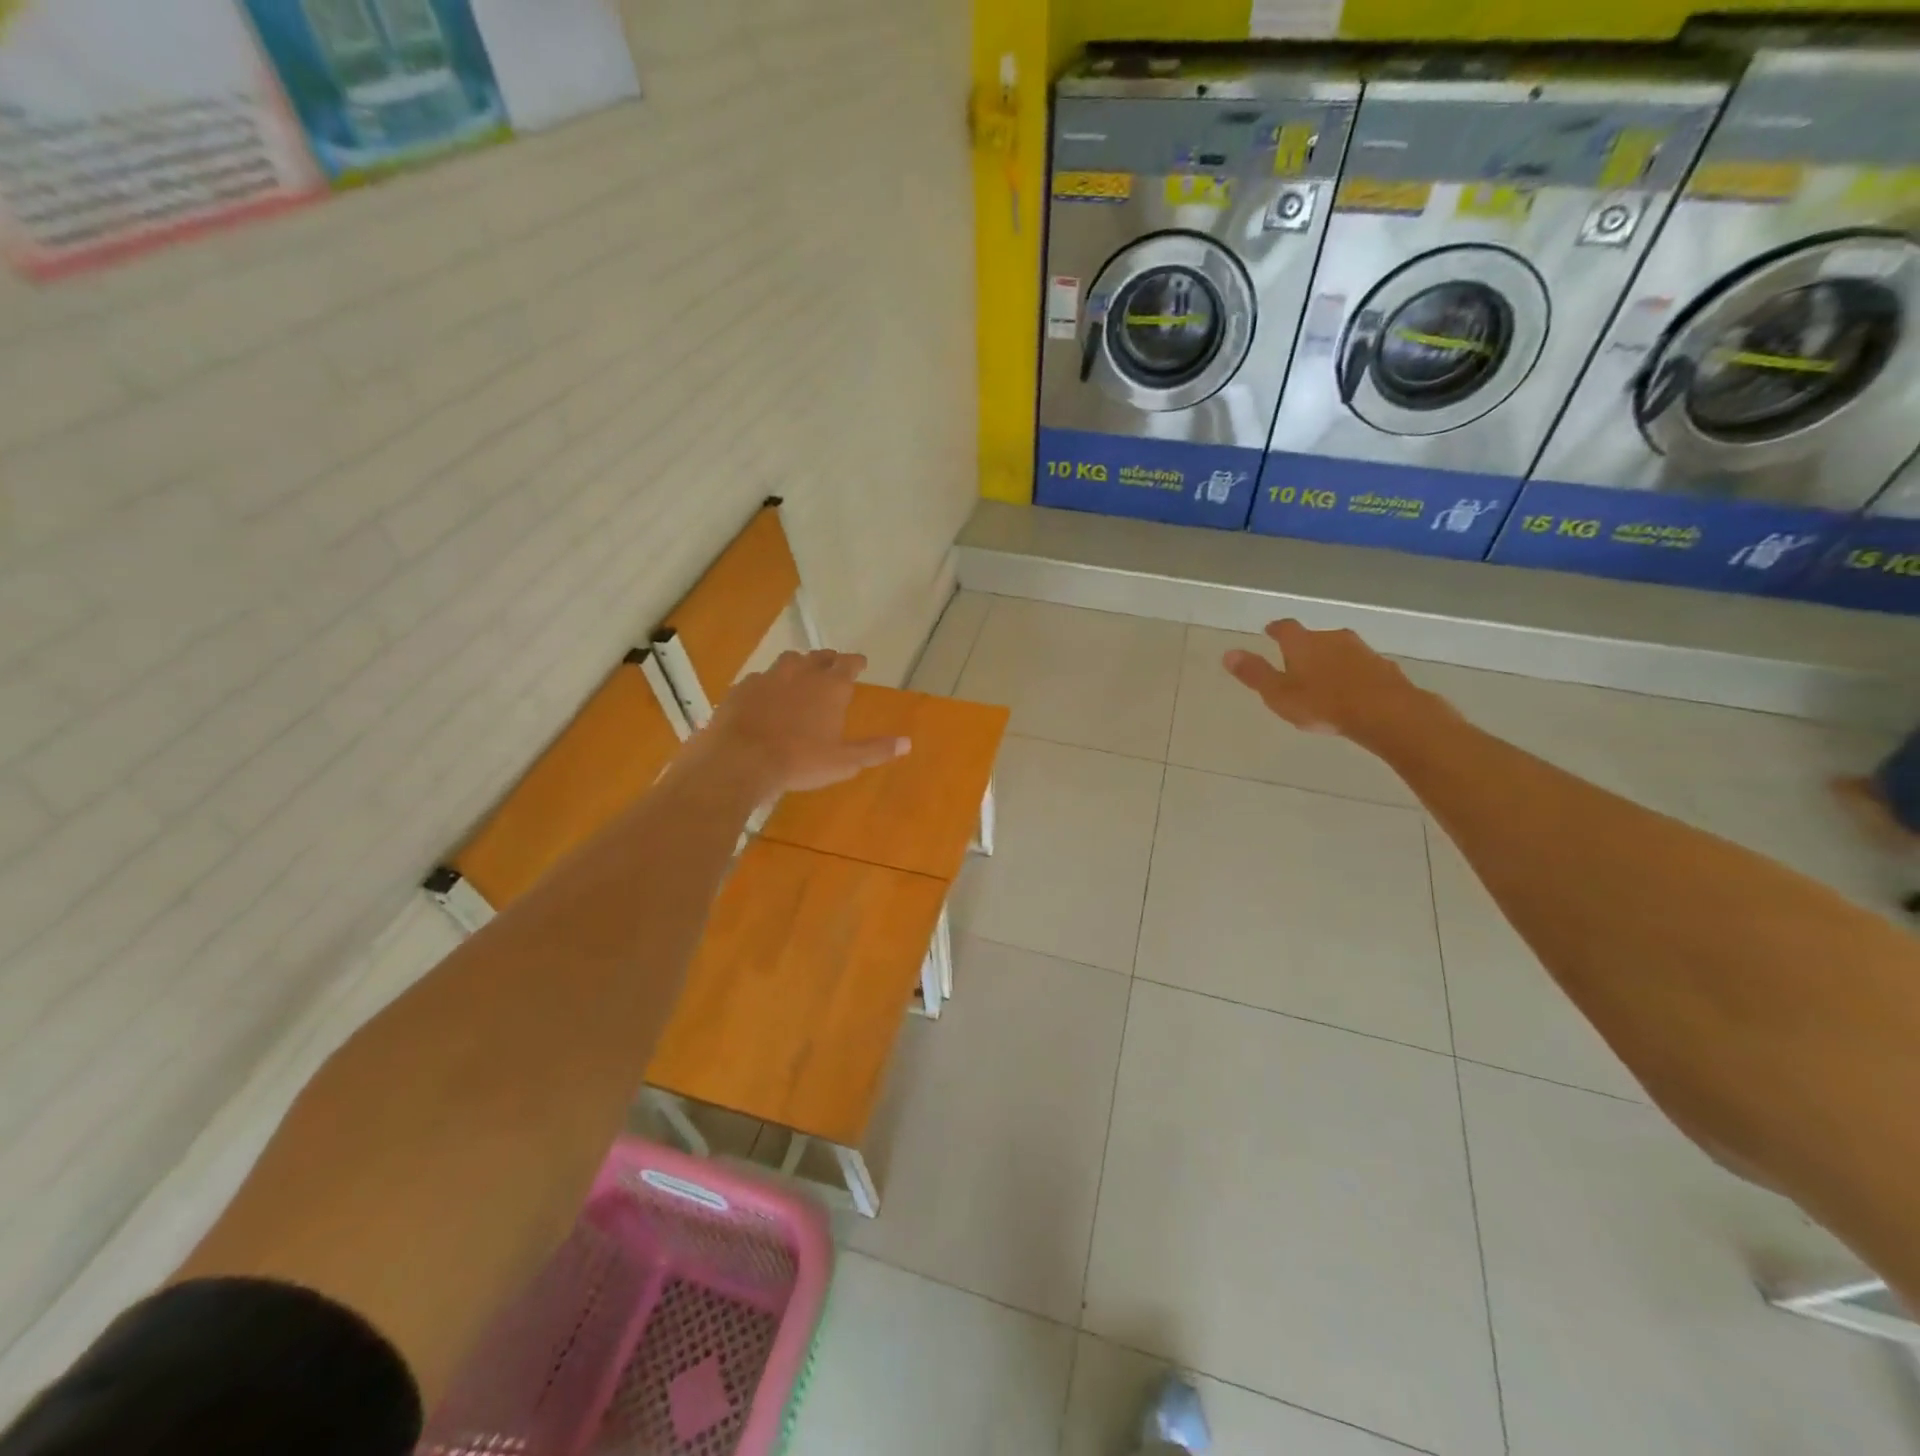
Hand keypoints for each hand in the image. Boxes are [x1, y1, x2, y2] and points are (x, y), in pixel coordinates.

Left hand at [701, 649, 908, 795]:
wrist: (740, 760)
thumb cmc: (800, 761)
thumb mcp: (844, 762)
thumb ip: (875, 750)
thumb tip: (907, 743)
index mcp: (831, 687)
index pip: (849, 663)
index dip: (856, 662)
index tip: (860, 663)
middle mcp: (802, 673)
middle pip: (819, 657)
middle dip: (829, 659)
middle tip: (833, 664)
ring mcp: (769, 677)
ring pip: (788, 660)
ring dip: (799, 664)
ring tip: (800, 673)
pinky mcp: (743, 688)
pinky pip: (760, 677)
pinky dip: (769, 682)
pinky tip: (766, 695)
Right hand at [1222, 620, 1446, 746]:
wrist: (1385, 712)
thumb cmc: (1322, 703)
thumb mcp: (1278, 694)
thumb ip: (1254, 674)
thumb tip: (1228, 653)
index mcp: (1303, 643)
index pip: (1285, 628)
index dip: (1276, 629)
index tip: (1269, 631)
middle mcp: (1332, 638)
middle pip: (1314, 637)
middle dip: (1305, 647)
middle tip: (1295, 661)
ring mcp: (1362, 651)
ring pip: (1340, 650)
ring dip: (1330, 660)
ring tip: (1323, 678)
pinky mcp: (1384, 667)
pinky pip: (1362, 666)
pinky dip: (1353, 674)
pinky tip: (1352, 690)